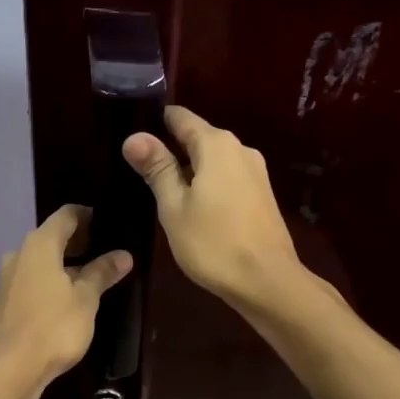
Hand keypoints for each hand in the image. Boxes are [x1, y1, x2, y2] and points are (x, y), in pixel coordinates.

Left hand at [0, 204, 131, 391]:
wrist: (10, 369)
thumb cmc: (54, 327)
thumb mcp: (86, 299)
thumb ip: (102, 272)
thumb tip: (123, 255)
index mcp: (40, 244)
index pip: (66, 215)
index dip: (88, 215)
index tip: (107, 222)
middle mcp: (19, 254)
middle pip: (51, 237)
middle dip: (78, 241)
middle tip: (104, 250)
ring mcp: (7, 278)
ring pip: (40, 261)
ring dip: (63, 264)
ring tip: (89, 276)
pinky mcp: (4, 301)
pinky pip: (31, 280)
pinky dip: (49, 281)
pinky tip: (65, 298)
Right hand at [123, 106, 304, 307]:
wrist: (267, 281)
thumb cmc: (213, 243)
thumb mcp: (174, 206)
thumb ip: (157, 168)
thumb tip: (134, 136)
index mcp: (216, 144)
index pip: (179, 117)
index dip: (154, 122)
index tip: (132, 137)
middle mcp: (240, 148)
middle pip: (197, 137)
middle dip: (170, 148)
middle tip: (139, 170)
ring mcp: (255, 171)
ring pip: (212, 159)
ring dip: (188, 169)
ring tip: (160, 190)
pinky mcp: (262, 194)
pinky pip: (227, 177)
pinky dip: (207, 183)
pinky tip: (192, 206)